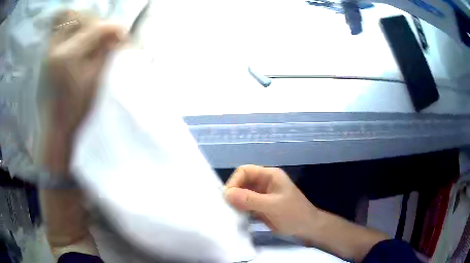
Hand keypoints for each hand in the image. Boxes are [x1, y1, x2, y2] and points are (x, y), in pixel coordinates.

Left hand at [45, 11, 126, 137]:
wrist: (53, 127)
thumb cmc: (74, 109)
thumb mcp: (93, 81)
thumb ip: (104, 53)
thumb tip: (117, 36)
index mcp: (68, 55)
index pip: (95, 29)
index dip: (112, 28)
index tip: (123, 33)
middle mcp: (55, 47)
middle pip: (81, 17)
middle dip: (97, 22)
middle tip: (105, 35)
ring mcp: (48, 49)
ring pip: (68, 20)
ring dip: (83, 22)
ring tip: (91, 35)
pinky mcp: (46, 54)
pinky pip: (59, 30)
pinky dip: (71, 28)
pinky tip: (78, 39)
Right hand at [224, 165, 317, 238]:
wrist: (307, 228)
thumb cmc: (294, 214)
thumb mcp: (272, 206)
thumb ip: (250, 200)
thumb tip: (226, 193)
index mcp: (269, 175)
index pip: (245, 171)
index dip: (234, 182)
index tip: (227, 198)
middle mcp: (264, 183)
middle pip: (242, 181)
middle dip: (233, 192)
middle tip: (226, 207)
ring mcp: (262, 195)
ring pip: (242, 193)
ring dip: (235, 201)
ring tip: (228, 212)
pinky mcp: (261, 206)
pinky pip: (245, 204)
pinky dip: (239, 209)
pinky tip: (235, 216)